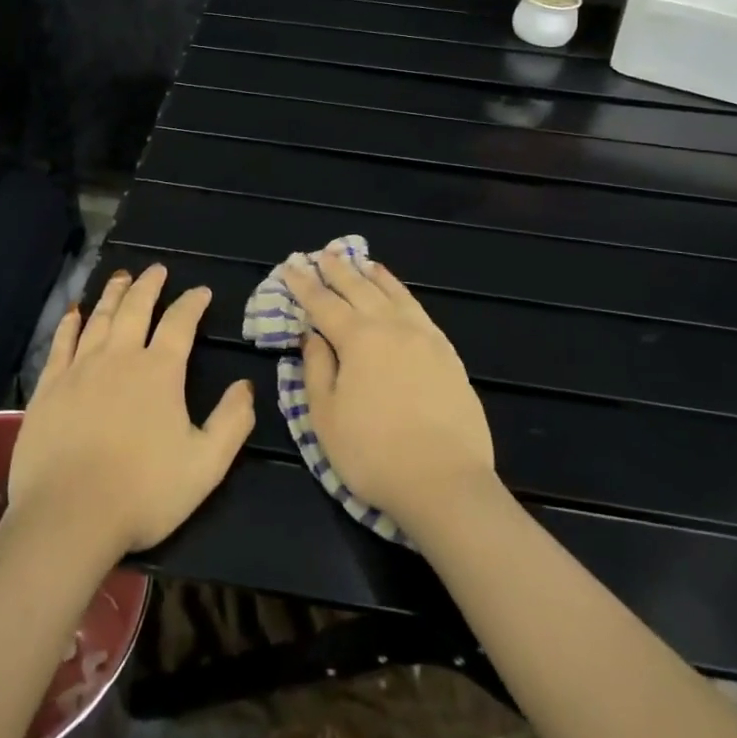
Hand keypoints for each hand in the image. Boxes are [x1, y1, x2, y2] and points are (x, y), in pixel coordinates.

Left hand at [9, 264, 255, 557]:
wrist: (68, 517)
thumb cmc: (143, 492)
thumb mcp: (205, 465)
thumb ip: (232, 422)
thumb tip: (247, 386)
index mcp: (159, 371)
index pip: (180, 323)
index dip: (192, 303)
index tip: (201, 291)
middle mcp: (119, 357)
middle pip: (136, 308)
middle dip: (149, 285)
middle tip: (157, 269)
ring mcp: (80, 369)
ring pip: (99, 318)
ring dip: (114, 294)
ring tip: (122, 277)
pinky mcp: (49, 387)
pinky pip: (61, 343)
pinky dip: (70, 323)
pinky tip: (75, 312)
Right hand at [285, 248, 495, 536]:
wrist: (446, 483)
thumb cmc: (374, 454)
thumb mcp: (326, 418)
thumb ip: (316, 370)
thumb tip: (312, 336)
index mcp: (357, 339)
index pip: (323, 303)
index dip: (303, 284)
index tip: (290, 266)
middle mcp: (390, 326)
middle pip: (359, 288)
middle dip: (336, 270)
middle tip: (321, 254)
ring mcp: (423, 336)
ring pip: (392, 292)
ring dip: (371, 274)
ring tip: (359, 261)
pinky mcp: (447, 352)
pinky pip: (418, 308)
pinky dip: (401, 292)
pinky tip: (397, 293)